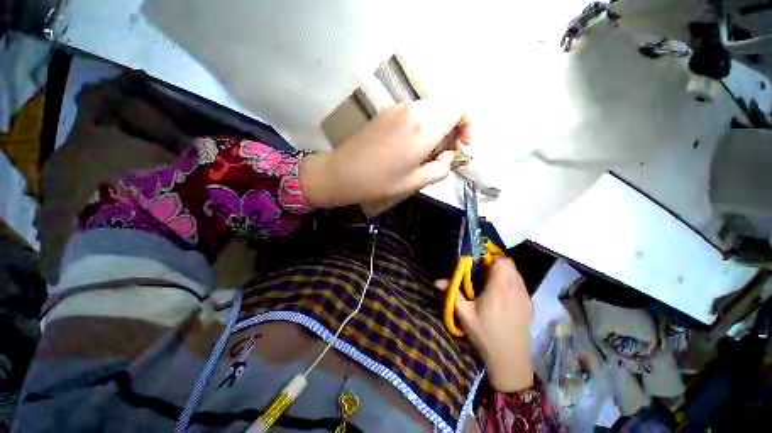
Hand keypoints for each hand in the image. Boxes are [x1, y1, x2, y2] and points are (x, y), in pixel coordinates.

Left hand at [301, 100, 469, 207]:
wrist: (342, 173)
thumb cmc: (380, 182)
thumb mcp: (416, 181)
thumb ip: (441, 167)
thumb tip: (449, 156)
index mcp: (424, 125)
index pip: (460, 107)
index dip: (467, 125)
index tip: (460, 147)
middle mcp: (413, 109)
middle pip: (446, 107)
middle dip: (451, 130)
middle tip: (441, 155)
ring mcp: (397, 108)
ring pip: (430, 111)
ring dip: (435, 129)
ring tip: (424, 154)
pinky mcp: (386, 113)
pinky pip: (413, 114)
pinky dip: (420, 127)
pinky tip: (408, 148)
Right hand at [436, 258, 533, 391]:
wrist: (509, 360)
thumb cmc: (484, 334)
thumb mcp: (464, 314)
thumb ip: (453, 294)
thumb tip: (437, 281)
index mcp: (499, 289)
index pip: (502, 261)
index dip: (490, 258)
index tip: (478, 264)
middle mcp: (515, 289)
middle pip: (510, 265)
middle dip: (496, 263)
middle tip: (482, 273)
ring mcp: (525, 297)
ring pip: (516, 273)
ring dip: (504, 272)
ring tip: (491, 283)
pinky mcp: (529, 305)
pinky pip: (520, 284)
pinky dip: (511, 282)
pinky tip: (501, 295)